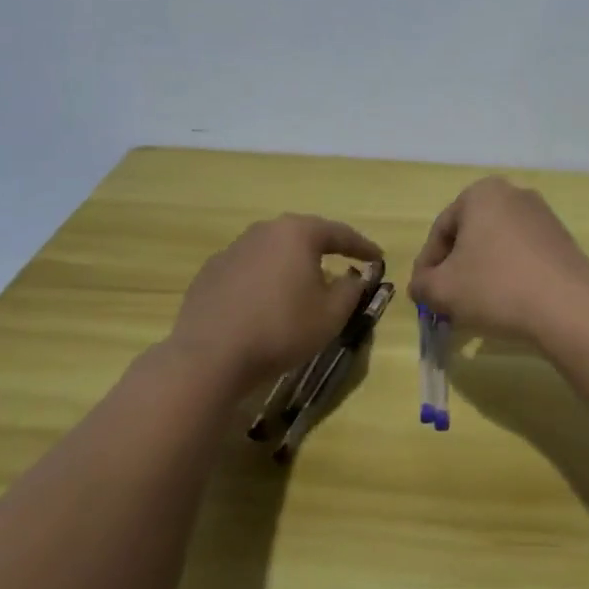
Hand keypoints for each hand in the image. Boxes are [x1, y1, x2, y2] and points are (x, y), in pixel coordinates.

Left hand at [161, 213, 381, 393]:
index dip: (362, 246)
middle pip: (303, 236)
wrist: (210, 357)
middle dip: (325, 250)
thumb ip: (352, 289)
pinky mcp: (210, 273)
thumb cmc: (282, 329)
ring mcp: (232, 250)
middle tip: (342, 263)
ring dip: (292, 265)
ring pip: (273, 252)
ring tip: (304, 285)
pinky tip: (267, 303)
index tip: (378, 258)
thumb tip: (354, 276)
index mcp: (297, 233)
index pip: (339, 233)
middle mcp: (263, 231)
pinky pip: (249, 270)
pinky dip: (265, 281)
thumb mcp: (332, 314)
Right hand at [408, 177, 588, 343]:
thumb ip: (422, 284)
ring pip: (497, 246)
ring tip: (477, 306)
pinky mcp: (562, 239)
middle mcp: (514, 194)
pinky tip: (508, 303)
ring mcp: (543, 215)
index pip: (440, 230)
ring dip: (482, 273)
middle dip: (455, 268)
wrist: (570, 307)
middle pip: (470, 235)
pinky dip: (509, 275)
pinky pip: (523, 255)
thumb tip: (421, 285)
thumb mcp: (443, 290)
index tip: (423, 294)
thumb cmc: (496, 288)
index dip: (427, 265)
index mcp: (481, 193)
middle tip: (447, 301)